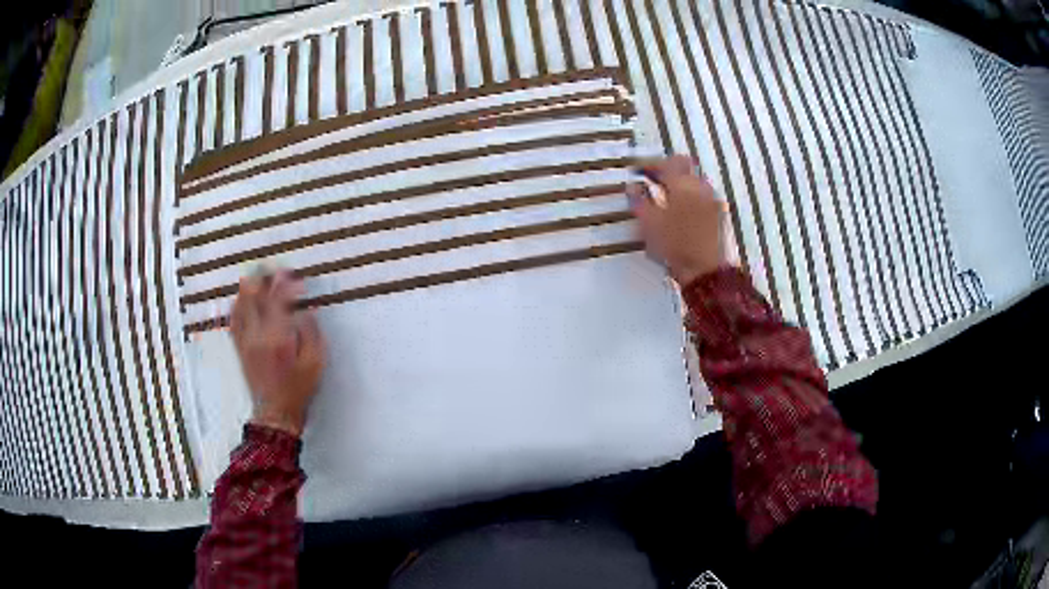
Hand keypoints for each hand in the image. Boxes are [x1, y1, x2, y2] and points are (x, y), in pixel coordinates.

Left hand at [231, 270, 325, 436]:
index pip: (277, 299)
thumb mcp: (315, 362)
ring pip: (241, 304)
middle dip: (263, 277)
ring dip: (248, 287)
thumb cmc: (298, 389)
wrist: (275, 413)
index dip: (285, 283)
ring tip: (257, 277)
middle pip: (254, 295)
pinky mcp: (239, 347)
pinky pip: (234, 319)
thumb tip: (306, 310)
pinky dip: (237, 304)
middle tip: (273, 269)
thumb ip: (311, 332)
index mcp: (277, 336)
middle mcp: (257, 334)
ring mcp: (245, 340)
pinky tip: (241, 298)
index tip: (293, 275)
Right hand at [628, 155, 728, 284]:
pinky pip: (700, 195)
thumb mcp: (649, 222)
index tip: (639, 171)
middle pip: (684, 167)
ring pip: (693, 180)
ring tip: (663, 196)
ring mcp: (711, 201)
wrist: (703, 270)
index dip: (651, 163)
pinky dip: (688, 195)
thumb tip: (633, 187)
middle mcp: (700, 188)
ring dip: (678, 183)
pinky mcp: (716, 214)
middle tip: (652, 179)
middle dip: (667, 170)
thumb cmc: (675, 246)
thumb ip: (639, 200)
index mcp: (682, 185)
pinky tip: (678, 210)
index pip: (667, 161)